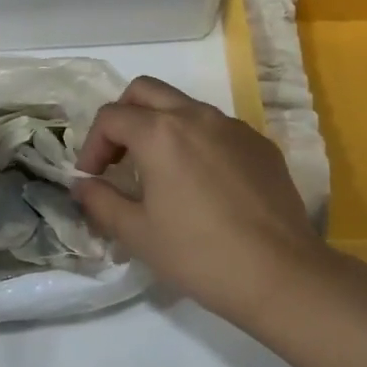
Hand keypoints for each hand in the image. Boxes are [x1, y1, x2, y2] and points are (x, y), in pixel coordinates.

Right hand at [72, 77, 330, 325]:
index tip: (92, 179)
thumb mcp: (137, 234)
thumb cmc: (199, 255)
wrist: (282, 275)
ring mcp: (232, 126)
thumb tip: (83, 186)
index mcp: (159, 132)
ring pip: (183, 106)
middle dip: (123, 117)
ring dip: (160, 126)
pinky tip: (203, 184)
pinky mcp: (260, 144)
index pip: (110, 118)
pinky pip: (217, 128)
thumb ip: (100, 202)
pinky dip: (197, 141)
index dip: (91, 146)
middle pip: (144, 91)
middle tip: (119, 157)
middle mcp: (195, 116)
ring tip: (160, 172)